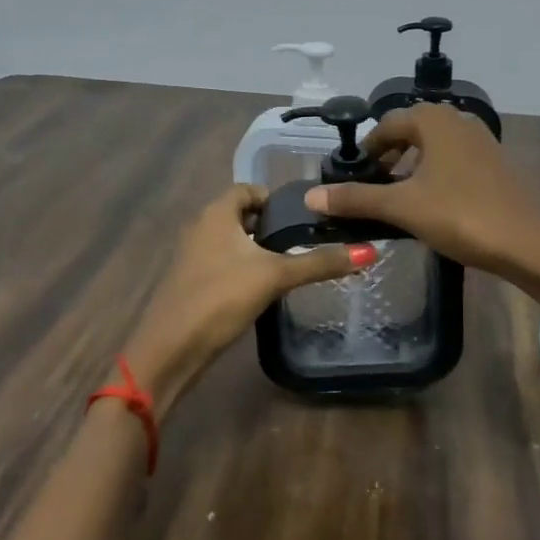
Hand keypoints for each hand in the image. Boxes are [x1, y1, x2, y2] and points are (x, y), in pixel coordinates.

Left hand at [122, 184, 366, 417]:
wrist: (170, 349)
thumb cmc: (220, 298)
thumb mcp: (275, 276)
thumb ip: (319, 262)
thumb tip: (368, 252)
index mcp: (216, 214)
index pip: (248, 189)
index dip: (274, 198)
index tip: (303, 216)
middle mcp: (200, 227)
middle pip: (239, 215)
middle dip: (269, 225)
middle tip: (303, 240)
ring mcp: (191, 257)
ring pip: (230, 241)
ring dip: (255, 249)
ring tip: (289, 265)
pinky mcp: (190, 283)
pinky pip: (221, 264)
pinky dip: (242, 268)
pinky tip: (262, 290)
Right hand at [304, 105, 539, 276]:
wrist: (534, 243)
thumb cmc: (463, 215)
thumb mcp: (403, 207)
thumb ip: (356, 199)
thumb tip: (311, 196)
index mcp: (433, 120)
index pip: (387, 125)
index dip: (367, 149)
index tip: (353, 176)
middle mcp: (458, 120)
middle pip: (412, 132)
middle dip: (389, 157)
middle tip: (373, 188)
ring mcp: (483, 141)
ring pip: (435, 147)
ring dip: (413, 168)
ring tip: (399, 200)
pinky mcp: (498, 164)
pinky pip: (456, 161)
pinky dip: (437, 176)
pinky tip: (435, 206)